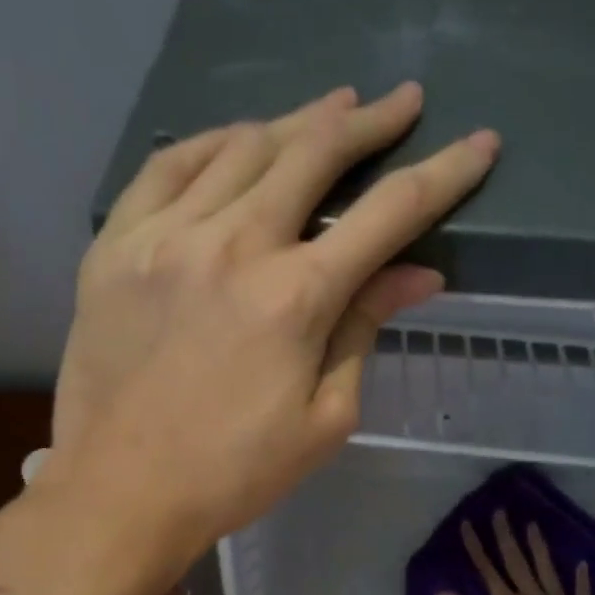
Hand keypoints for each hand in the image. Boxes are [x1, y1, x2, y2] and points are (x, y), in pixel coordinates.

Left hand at [45, 82, 498, 569]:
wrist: (119, 492)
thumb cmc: (232, 472)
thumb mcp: (323, 417)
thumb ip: (364, 330)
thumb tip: (418, 274)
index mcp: (295, 297)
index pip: (390, 213)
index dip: (445, 172)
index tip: (479, 143)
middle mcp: (233, 246)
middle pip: (314, 153)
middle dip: (369, 122)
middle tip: (401, 102)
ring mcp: (165, 237)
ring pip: (243, 146)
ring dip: (297, 121)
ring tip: (330, 109)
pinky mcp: (115, 245)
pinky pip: (166, 166)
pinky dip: (209, 141)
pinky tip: (236, 138)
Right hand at [435, 510, 594, 594]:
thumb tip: (440, 590)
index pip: (487, 570)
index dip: (476, 547)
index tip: (468, 523)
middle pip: (516, 562)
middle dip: (506, 536)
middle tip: (501, 511)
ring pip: (547, 570)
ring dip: (538, 547)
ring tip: (533, 524)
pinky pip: (581, 593)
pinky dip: (581, 578)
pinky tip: (581, 563)